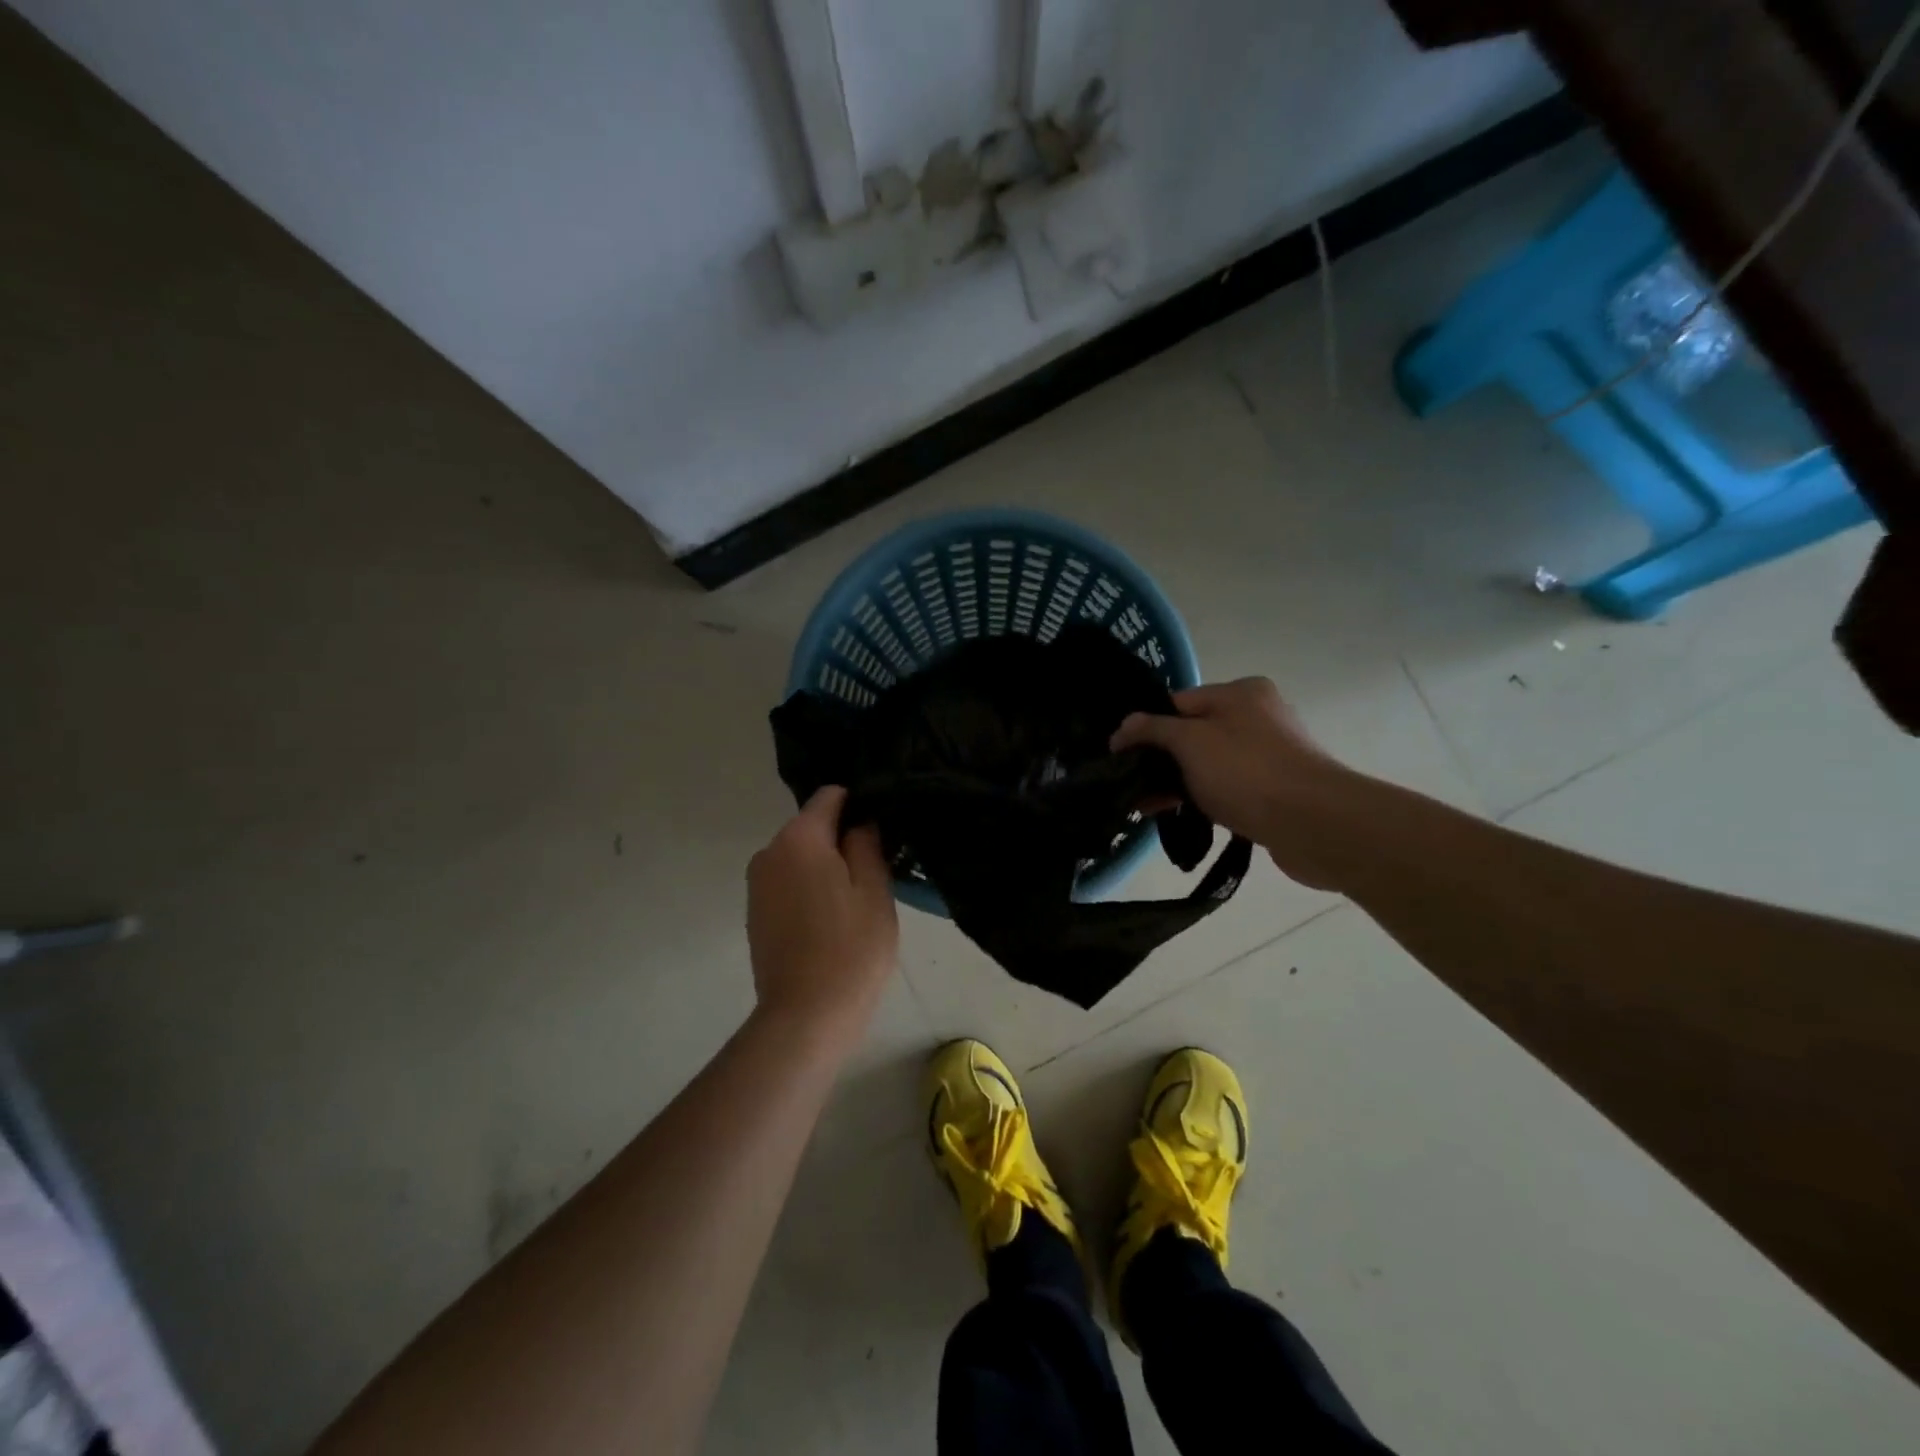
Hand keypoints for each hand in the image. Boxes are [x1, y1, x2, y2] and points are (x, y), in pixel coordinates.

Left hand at [747, 787, 899, 1043]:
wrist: (805, 1016)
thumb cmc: (850, 949)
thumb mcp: (874, 889)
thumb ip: (866, 843)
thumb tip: (859, 821)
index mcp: (799, 838)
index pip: (831, 795)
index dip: (860, 804)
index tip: (883, 829)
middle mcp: (768, 851)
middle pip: (813, 826)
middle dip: (842, 839)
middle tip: (877, 870)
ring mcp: (757, 884)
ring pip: (800, 856)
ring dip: (826, 866)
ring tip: (855, 900)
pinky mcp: (755, 912)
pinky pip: (788, 882)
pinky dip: (809, 888)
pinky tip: (831, 919)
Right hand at [1111, 678, 1348, 888]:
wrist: (1314, 824)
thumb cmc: (1247, 771)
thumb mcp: (1189, 742)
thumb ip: (1152, 730)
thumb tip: (1123, 727)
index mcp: (1240, 692)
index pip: (1177, 702)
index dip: (1144, 727)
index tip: (1118, 755)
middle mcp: (1256, 715)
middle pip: (1191, 733)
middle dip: (1158, 760)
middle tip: (1127, 785)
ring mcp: (1267, 753)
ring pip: (1206, 763)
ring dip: (1176, 782)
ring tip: (1143, 808)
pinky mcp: (1273, 788)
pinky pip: (1225, 787)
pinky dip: (1201, 797)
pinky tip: (1177, 816)